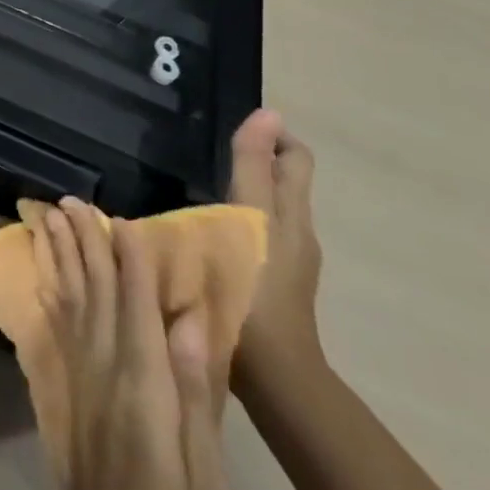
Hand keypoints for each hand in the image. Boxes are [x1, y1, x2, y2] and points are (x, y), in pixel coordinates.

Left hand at [35, 198, 227, 489]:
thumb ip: (195, 389)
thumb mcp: (206, 470)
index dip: (128, 259)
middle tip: (70, 201)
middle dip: (83, 243)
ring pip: (70, 301)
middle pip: (94, 291)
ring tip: (49, 218)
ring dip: (61, 257)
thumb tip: (190, 317)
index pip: (134, 305)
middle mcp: (104, 369)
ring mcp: (81, 379)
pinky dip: (52, 295)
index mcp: (143, 385)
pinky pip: (58, 329)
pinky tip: (45, 276)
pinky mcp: (69, 394)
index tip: (121, 217)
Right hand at [228, 109, 324, 404]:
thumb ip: (252, 166)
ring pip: (267, 211)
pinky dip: (235, 223)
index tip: (230, 124)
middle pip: (282, 182)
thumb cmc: (254, 287)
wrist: (271, 377)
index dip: (272, 135)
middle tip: (204, 150)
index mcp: (292, 212)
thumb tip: (267, 112)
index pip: (295, 157)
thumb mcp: (248, 217)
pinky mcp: (269, 288)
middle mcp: (296, 233)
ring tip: (193, 185)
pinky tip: (201, 232)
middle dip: (253, 160)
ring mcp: (285, 264)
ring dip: (241, 192)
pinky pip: (255, 238)